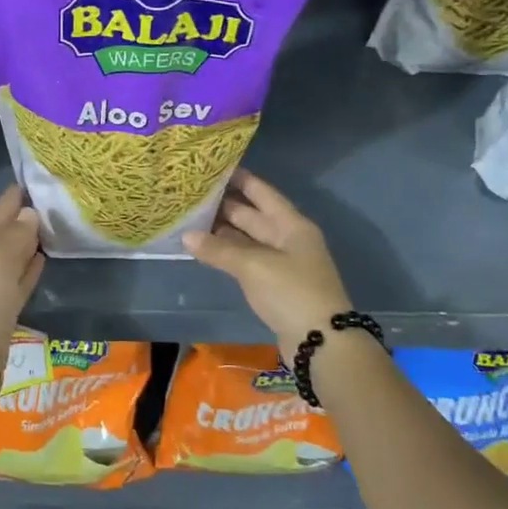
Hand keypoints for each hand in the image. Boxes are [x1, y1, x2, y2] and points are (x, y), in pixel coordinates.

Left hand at [0, 185, 44, 358]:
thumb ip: (17, 231)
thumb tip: (30, 213)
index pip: (2, 205)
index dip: (22, 191)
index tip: (47, 178)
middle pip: (8, 227)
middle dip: (29, 213)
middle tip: (60, 200)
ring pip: (15, 251)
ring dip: (32, 239)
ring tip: (59, 225)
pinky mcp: (4, 303)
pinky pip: (20, 276)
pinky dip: (31, 265)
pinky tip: (46, 257)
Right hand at [184, 170, 353, 356]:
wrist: (321, 341)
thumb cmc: (291, 292)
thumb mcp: (253, 266)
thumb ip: (219, 249)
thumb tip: (186, 236)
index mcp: (291, 225)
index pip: (262, 192)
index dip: (240, 179)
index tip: (214, 166)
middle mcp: (288, 238)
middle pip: (253, 215)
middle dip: (225, 205)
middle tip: (192, 194)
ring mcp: (282, 262)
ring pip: (247, 239)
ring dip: (223, 231)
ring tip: (190, 219)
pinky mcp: (275, 285)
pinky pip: (247, 260)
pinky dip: (228, 254)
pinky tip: (206, 250)